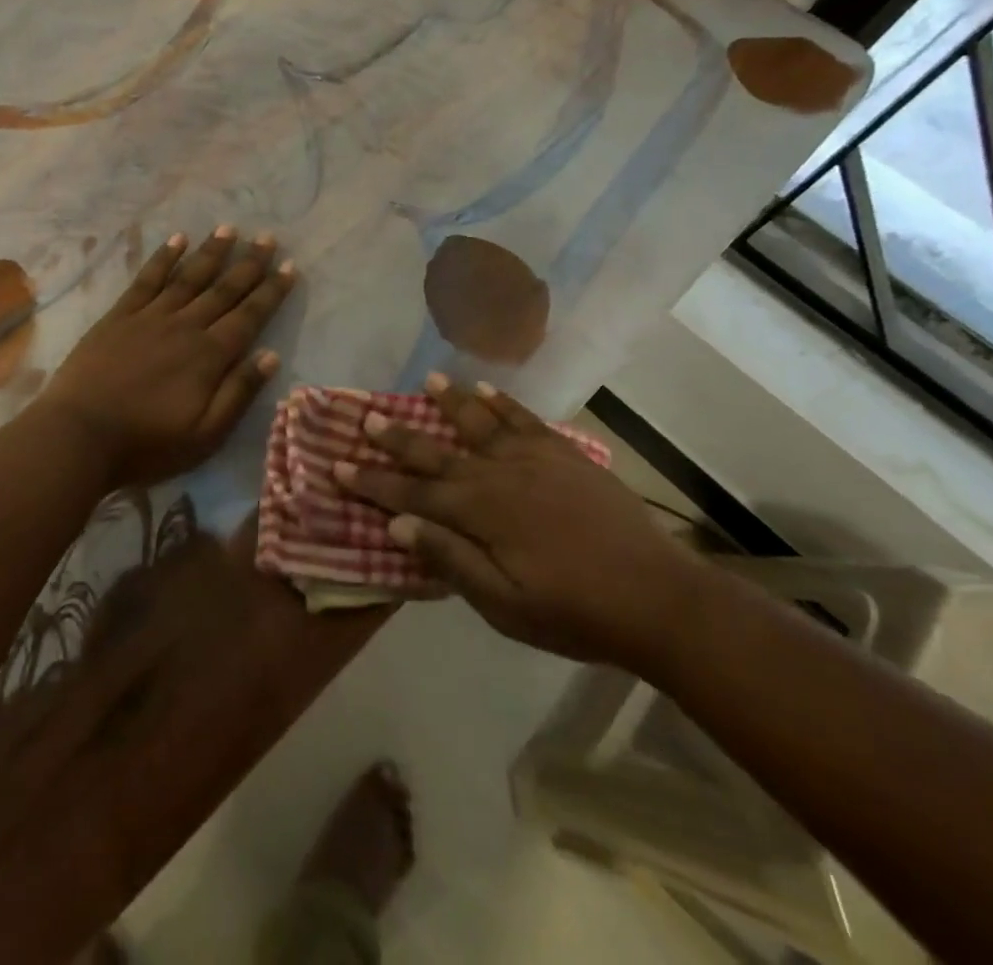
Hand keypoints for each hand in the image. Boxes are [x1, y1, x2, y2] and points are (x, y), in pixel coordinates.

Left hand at [35, 225, 296, 489]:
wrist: (78, 436)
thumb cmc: (146, 444)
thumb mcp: (205, 435)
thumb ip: (238, 393)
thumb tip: (271, 355)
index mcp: (210, 356)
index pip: (249, 316)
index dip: (272, 291)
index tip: (290, 266)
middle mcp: (185, 327)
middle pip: (224, 290)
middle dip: (249, 264)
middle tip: (268, 238)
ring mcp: (150, 317)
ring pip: (188, 277)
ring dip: (211, 252)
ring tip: (229, 229)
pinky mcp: (119, 316)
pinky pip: (147, 280)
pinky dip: (163, 258)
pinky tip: (176, 240)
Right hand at [334, 376, 704, 671]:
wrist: (654, 596)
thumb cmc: (574, 611)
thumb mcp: (504, 605)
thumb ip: (451, 560)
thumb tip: (397, 526)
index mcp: (479, 514)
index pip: (412, 495)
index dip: (372, 483)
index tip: (338, 465)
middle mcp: (498, 475)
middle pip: (437, 452)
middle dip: (398, 437)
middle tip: (367, 417)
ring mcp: (533, 459)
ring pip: (479, 423)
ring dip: (449, 403)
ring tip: (426, 380)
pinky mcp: (563, 453)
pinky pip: (524, 419)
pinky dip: (502, 402)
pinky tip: (485, 389)